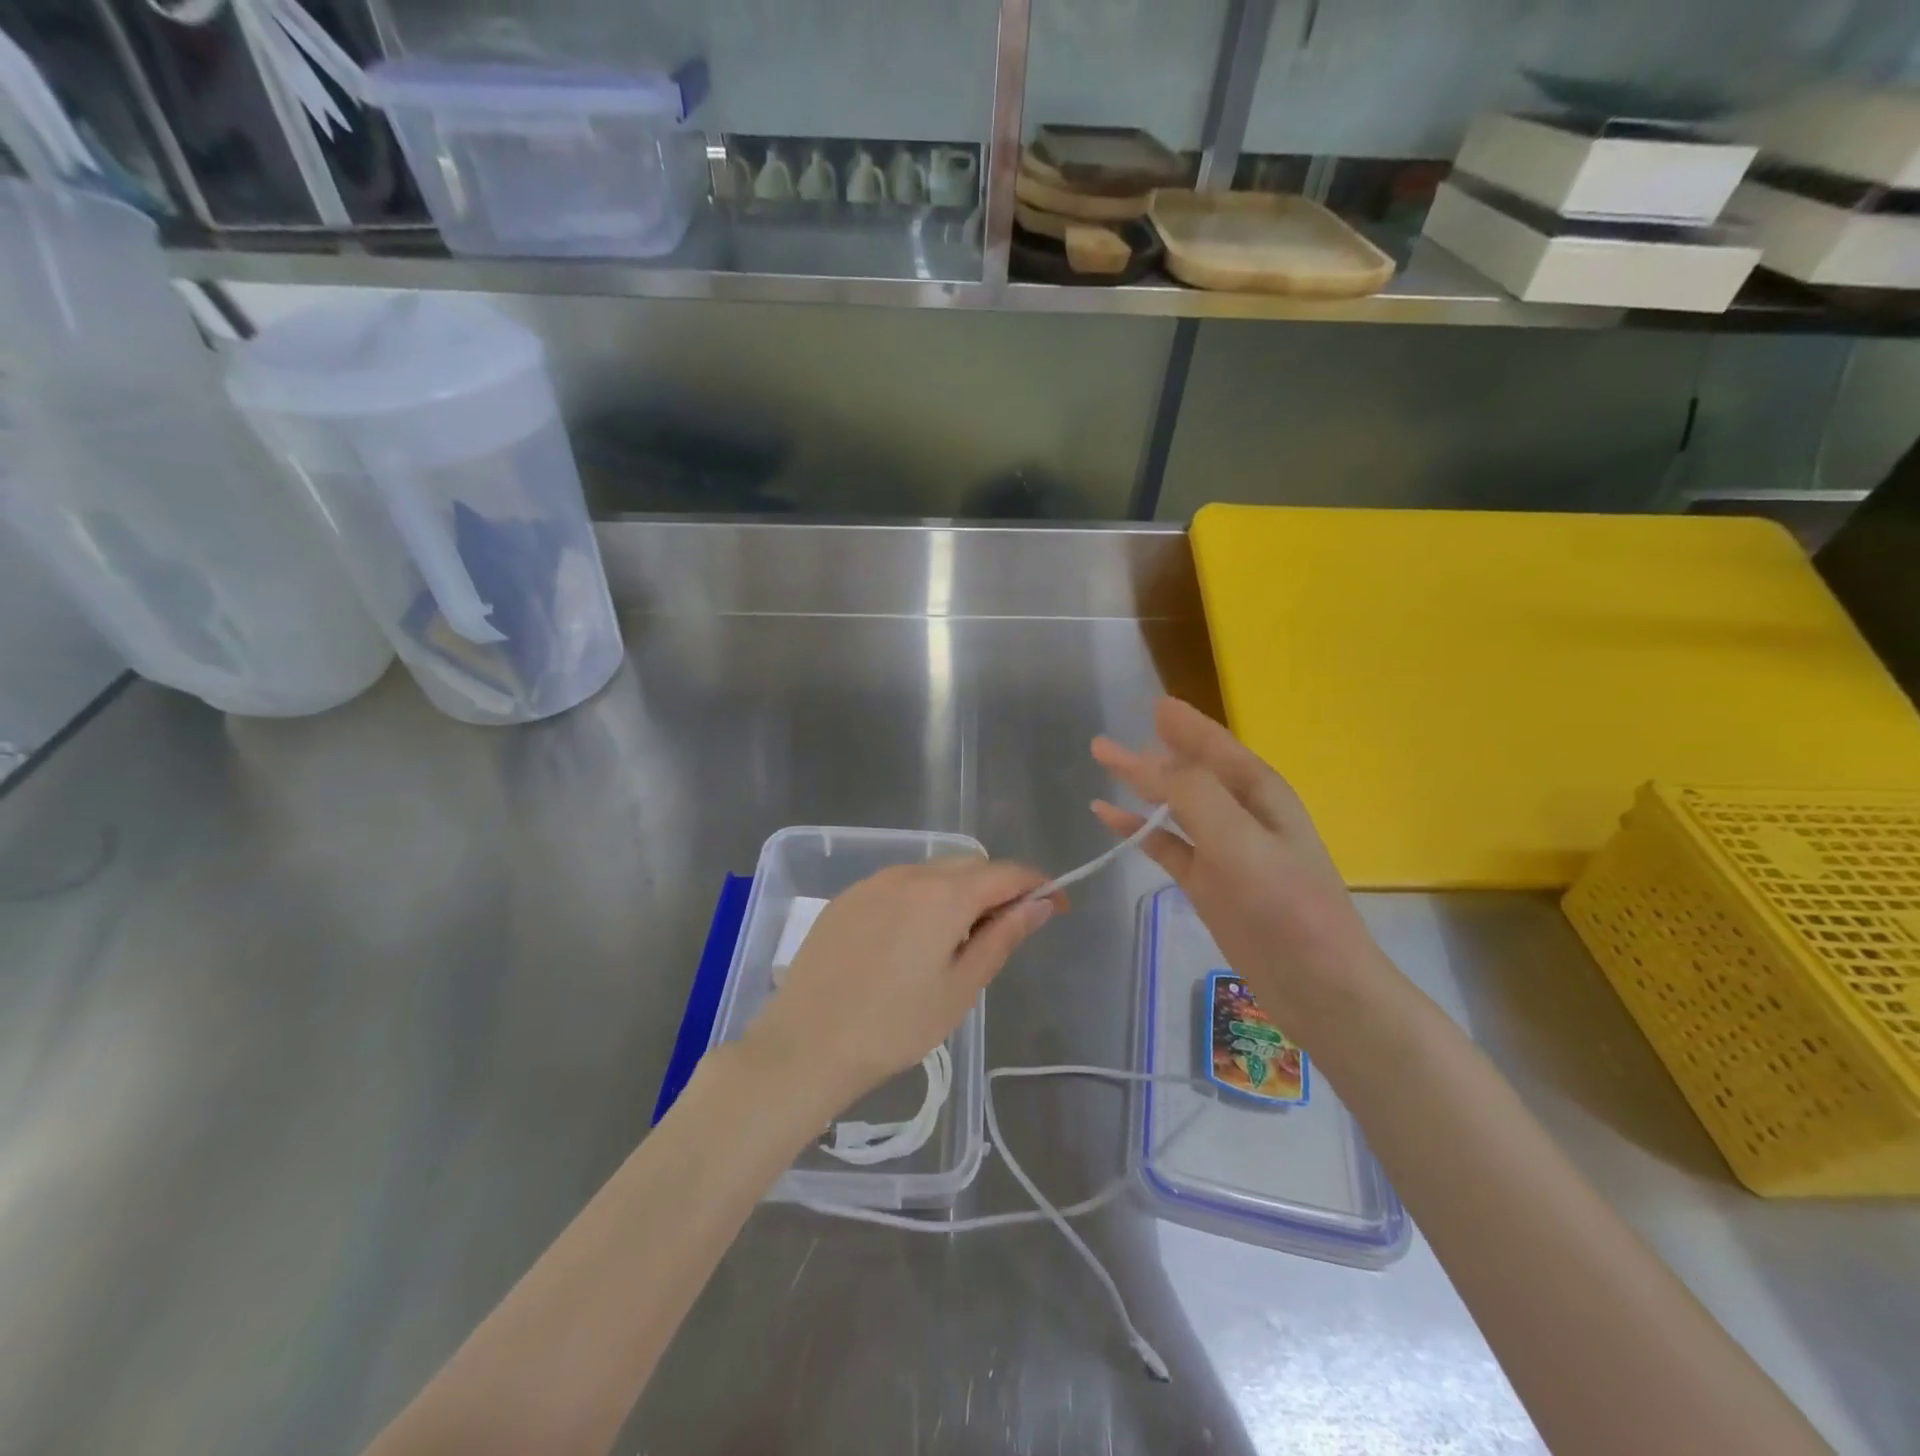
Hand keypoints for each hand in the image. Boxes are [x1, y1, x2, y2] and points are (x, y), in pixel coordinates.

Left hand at [744, 858, 1059, 1115]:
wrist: (805, 1044)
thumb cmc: (894, 1025)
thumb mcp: (961, 987)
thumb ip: (1003, 936)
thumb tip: (1041, 902)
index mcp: (945, 894)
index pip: (1007, 872)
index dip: (1039, 885)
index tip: (1057, 907)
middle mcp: (910, 873)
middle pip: (970, 865)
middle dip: (997, 888)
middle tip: (1003, 934)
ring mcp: (874, 882)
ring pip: (933, 872)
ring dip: (958, 893)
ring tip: (954, 944)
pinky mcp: (847, 897)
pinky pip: (899, 884)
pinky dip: (921, 899)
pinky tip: (909, 943)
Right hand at [1092, 698, 1395, 1025]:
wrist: (1317, 985)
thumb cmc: (1286, 905)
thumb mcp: (1240, 840)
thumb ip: (1192, 794)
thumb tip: (1146, 761)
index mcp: (1259, 793)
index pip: (1215, 746)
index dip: (1185, 724)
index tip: (1154, 704)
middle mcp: (1240, 814)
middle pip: (1189, 771)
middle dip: (1153, 751)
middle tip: (1108, 740)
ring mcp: (1222, 850)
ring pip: (1174, 806)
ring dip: (1141, 786)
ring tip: (1105, 765)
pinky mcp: (1206, 883)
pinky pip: (1165, 845)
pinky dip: (1138, 830)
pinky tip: (1110, 818)